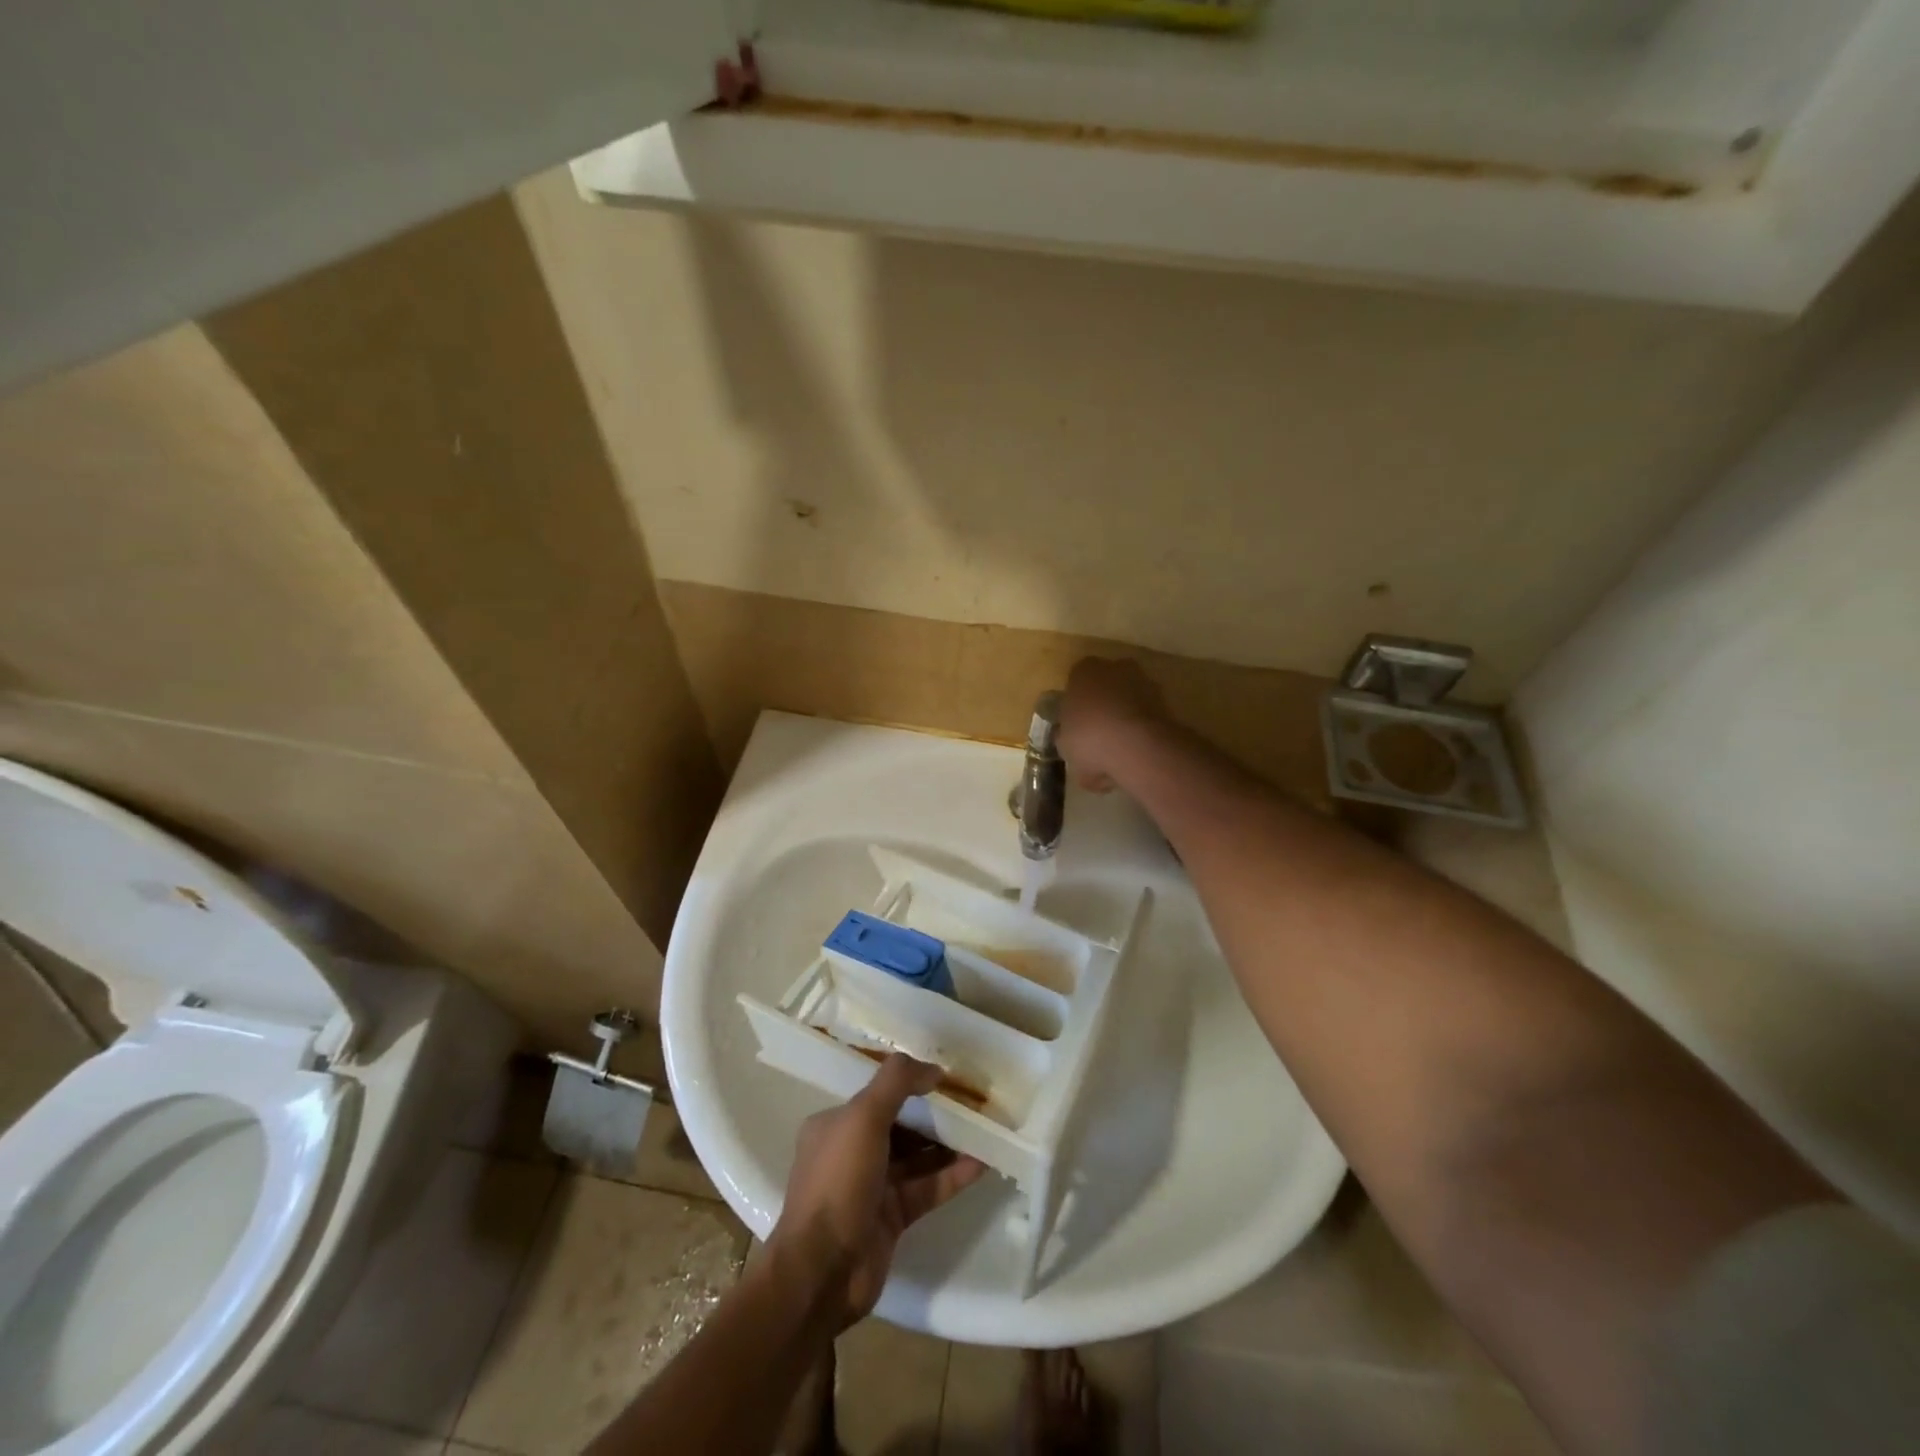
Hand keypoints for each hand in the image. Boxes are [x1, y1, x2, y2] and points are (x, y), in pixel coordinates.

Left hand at [767, 1055, 986, 1328]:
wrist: (822, 1272)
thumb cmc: (838, 1182)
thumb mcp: (863, 1117)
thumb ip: (897, 1083)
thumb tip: (933, 1068)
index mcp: (835, 1125)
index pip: (878, 1096)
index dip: (911, 1085)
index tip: (946, 1078)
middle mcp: (852, 1152)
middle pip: (901, 1125)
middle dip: (935, 1115)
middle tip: (973, 1103)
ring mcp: (873, 1187)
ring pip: (917, 1158)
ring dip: (948, 1144)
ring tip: (985, 1129)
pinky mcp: (893, 1218)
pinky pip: (927, 1188)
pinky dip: (952, 1176)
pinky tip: (982, 1163)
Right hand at [1059, 657, 1171, 792]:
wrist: (1137, 745)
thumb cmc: (1089, 736)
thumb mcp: (1064, 742)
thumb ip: (1066, 736)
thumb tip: (1068, 738)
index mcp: (1083, 670)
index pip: (1076, 682)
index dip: (1076, 706)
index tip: (1075, 726)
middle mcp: (1115, 667)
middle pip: (1105, 688)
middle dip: (1102, 709)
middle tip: (1096, 739)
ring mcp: (1144, 682)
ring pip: (1128, 703)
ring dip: (1123, 722)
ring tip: (1117, 754)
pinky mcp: (1166, 701)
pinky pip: (1145, 718)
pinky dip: (1140, 735)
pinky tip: (1133, 758)